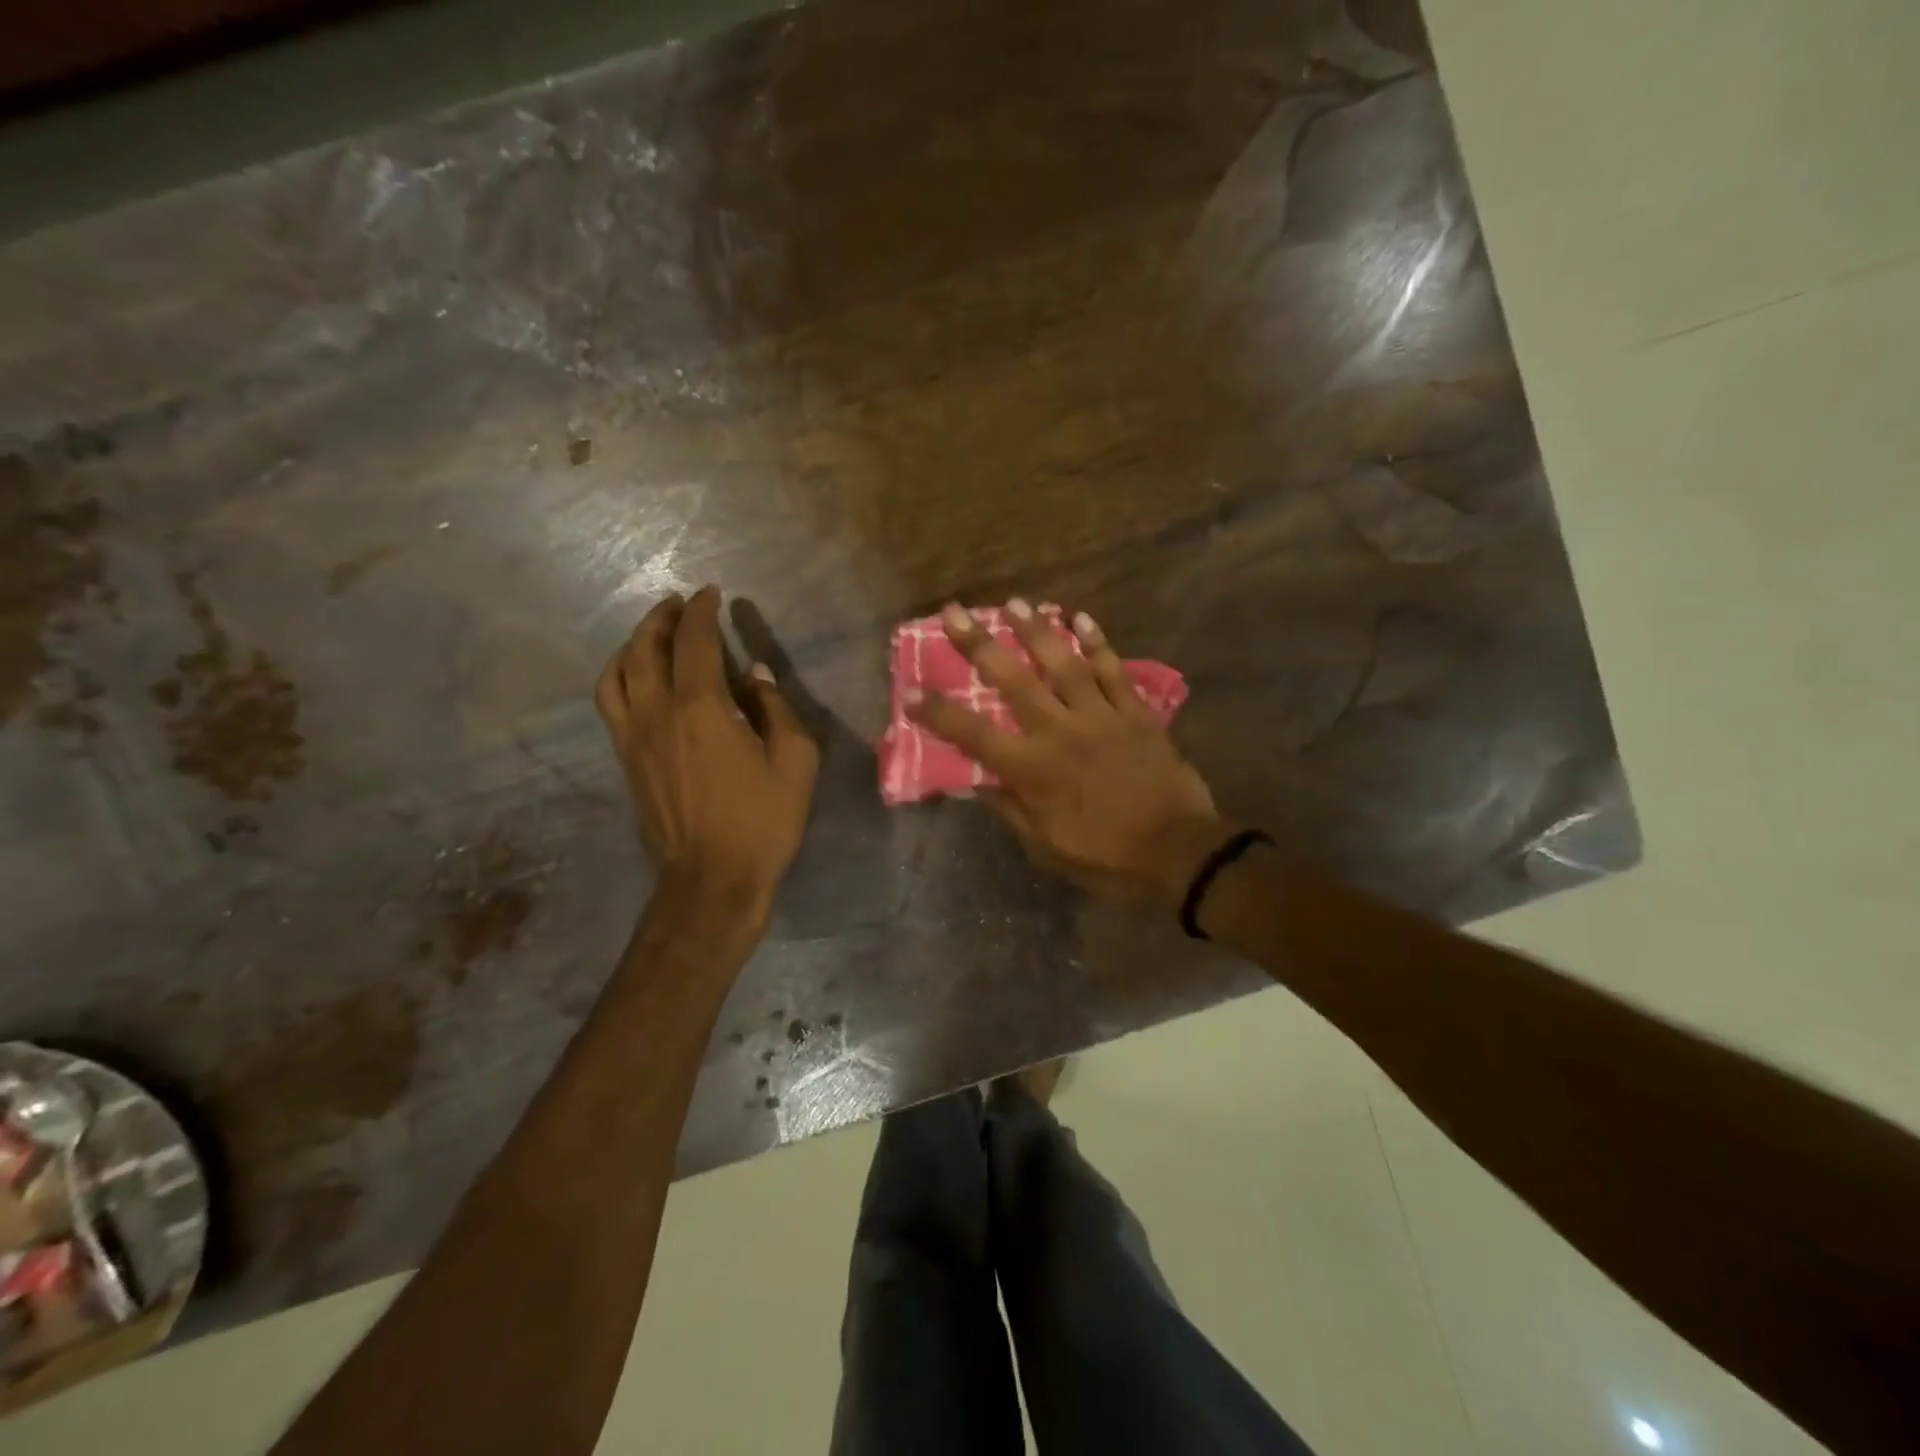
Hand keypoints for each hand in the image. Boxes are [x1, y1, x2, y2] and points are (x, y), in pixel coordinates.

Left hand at [595, 587, 819, 916]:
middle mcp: (658, 712)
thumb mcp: (794, 761)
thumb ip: (776, 709)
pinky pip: (610, 702)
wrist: (712, 879)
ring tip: (653, 634)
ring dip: (634, 642)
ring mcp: (634, 737)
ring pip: (617, 672)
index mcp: (702, 708)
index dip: (702, 611)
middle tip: (681, 604)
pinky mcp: (626, 759)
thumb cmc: (762, 820)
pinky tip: (635, 677)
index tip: (712, 593)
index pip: (694, 641)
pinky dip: (619, 675)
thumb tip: (755, 675)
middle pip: (646, 647)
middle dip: (663, 617)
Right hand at [908, 599, 1231, 906]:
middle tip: (955, 612)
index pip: (973, 734)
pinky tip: (1082, 617)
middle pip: (1013, 680)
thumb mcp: (1044, 844)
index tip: (911, 692)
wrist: (1177, 849)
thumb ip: (1009, 807)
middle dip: (979, 644)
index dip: (939, 712)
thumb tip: (976, 781)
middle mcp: (1059, 731)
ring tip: (1015, 603)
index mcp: (1032, 768)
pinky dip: (1097, 643)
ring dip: (1036, 630)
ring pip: (1063, 663)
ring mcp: (1100, 716)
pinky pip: (1113, 670)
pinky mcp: (1134, 712)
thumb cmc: (1104, 855)